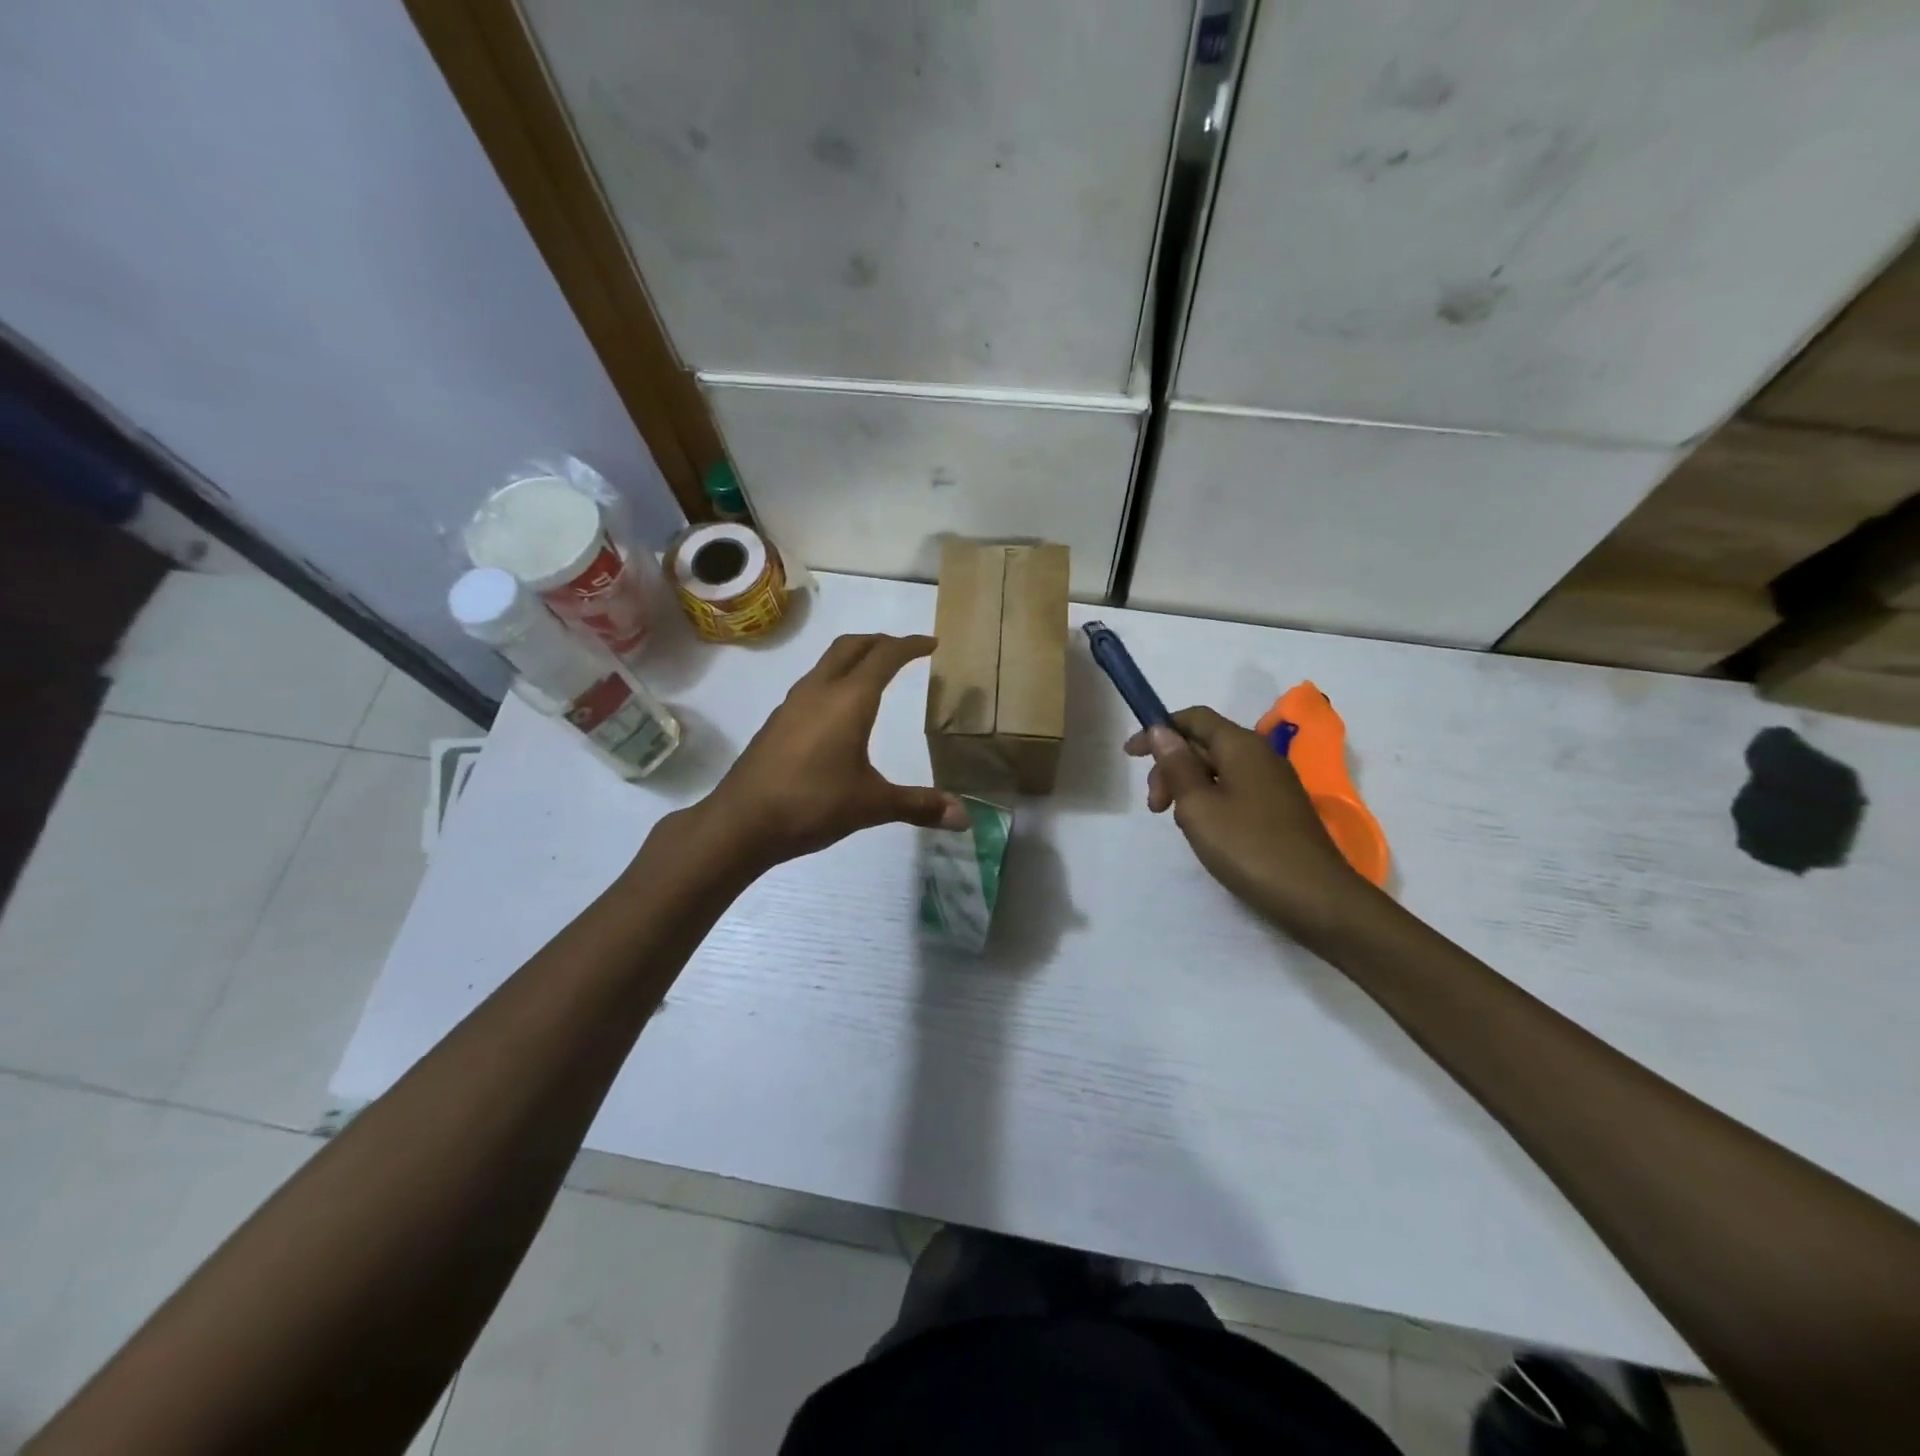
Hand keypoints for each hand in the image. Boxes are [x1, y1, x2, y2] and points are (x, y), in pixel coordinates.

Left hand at [691, 634, 969, 871]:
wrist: (741, 822)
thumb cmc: (812, 805)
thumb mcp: (872, 805)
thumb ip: (919, 805)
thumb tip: (966, 818)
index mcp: (849, 700)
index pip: (885, 656)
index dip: (911, 645)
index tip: (932, 644)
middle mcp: (819, 691)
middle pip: (852, 646)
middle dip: (880, 641)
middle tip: (903, 650)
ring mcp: (792, 704)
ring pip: (827, 663)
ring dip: (854, 658)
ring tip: (874, 674)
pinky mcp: (777, 722)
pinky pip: (812, 684)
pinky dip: (834, 680)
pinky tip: (838, 711)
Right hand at [1126, 707, 1375, 946]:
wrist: (1315, 897)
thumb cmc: (1249, 847)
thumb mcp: (1199, 806)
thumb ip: (1177, 765)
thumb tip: (1161, 730)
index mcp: (1241, 745)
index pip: (1194, 718)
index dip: (1159, 729)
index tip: (1130, 755)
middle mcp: (1260, 755)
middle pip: (1204, 744)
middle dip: (1171, 766)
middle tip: (1155, 806)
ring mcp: (1273, 783)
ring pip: (1217, 770)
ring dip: (1188, 787)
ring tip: (1179, 822)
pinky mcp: (1278, 809)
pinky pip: (1234, 790)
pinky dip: (1209, 801)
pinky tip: (1204, 830)